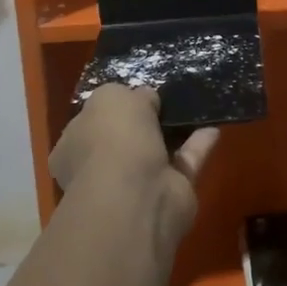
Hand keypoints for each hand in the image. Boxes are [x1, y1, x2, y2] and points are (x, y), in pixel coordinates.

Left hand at [50, 85, 218, 247]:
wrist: (135, 194)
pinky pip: (184, 162)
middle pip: (124, 139)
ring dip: (174, 132)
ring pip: (156, 152)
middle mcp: (99, 168)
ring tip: (195, 106)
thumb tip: (147, 99)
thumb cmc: (111, 139)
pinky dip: (198, 145)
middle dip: (144, 122)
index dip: (111, 107)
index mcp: (73, 146)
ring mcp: (134, 184)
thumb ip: (129, 94)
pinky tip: (213, 126)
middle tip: (167, 98)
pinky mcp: (168, 194)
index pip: (90, 123)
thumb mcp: (112, 97)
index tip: (134, 92)